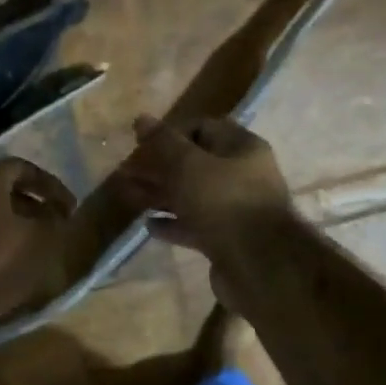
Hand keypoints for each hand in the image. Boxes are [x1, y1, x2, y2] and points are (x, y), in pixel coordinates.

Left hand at [0, 157, 76, 328]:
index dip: (50, 184)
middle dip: (32, 202)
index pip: (22, 167)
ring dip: (15, 220)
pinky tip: (11, 256)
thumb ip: (53, 220)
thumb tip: (57, 211)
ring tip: (38, 241)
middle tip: (54, 220)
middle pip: (3, 187)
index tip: (70, 206)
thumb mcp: (38, 240)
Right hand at [115, 116, 293, 262]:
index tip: (140, 145)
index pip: (202, 128)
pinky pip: (195, 225)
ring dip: (161, 195)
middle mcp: (242, 175)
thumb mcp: (188, 165)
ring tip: (128, 196)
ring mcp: (235, 210)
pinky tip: (149, 225)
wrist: (259, 265)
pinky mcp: (227, 240)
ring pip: (192, 195)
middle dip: (159, 167)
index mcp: (241, 148)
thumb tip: (141, 119)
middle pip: (194, 164)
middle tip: (126, 173)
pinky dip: (172, 223)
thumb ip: (163, 142)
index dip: (170, 134)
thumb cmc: (223, 202)